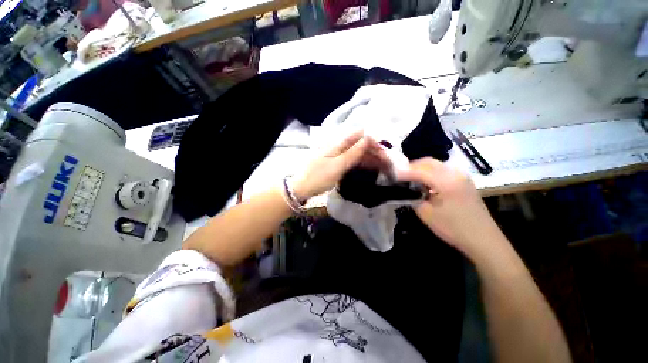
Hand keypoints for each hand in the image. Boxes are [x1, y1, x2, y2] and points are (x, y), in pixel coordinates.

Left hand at [293, 132, 388, 198]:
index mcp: (338, 143)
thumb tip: (369, 138)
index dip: (374, 142)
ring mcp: (338, 155)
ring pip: (358, 153)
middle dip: (375, 152)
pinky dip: (363, 164)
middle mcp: (339, 146)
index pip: (360, 135)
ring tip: (384, 168)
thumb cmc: (318, 177)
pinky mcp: (337, 163)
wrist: (302, 188)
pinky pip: (353, 161)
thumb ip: (354, 152)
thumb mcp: (338, 165)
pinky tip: (372, 169)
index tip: (385, 154)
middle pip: (361, 144)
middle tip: (388, 164)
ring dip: (371, 159)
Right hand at [397, 158, 504, 258]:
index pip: (418, 170)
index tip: (390, 175)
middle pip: (427, 162)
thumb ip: (412, 197)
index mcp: (445, 180)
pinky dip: (430, 173)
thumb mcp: (426, 214)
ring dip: (420, 169)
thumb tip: (404, 188)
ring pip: (435, 164)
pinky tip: (424, 183)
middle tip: (398, 176)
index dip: (402, 172)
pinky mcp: (464, 181)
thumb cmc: (453, 228)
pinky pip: (443, 170)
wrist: (483, 239)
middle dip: (410, 167)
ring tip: (409, 179)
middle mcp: (454, 172)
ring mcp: (461, 175)